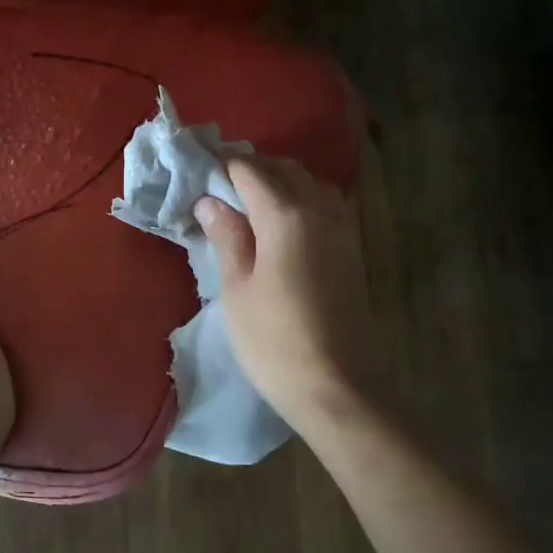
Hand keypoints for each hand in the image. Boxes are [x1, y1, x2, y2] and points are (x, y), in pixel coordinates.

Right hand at [194, 155, 373, 437]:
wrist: (335, 385)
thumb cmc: (273, 340)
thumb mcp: (237, 288)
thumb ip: (227, 237)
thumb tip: (210, 202)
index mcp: (285, 216)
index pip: (250, 171)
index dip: (223, 167)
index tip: (200, 172)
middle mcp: (319, 210)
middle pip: (285, 170)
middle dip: (253, 169)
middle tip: (220, 187)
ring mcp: (342, 229)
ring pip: (310, 184)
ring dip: (281, 182)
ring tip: (251, 203)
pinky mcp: (352, 249)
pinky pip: (326, 205)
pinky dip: (301, 200)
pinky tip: (282, 224)